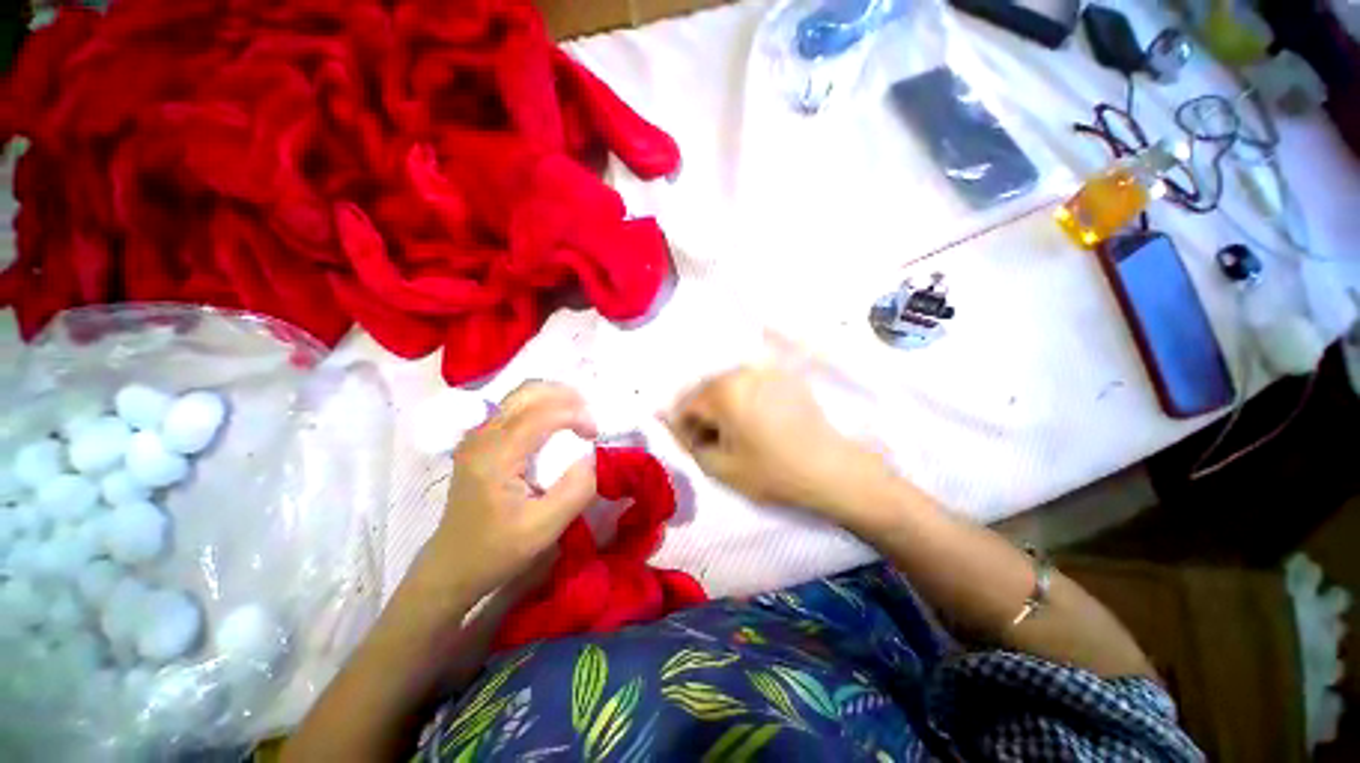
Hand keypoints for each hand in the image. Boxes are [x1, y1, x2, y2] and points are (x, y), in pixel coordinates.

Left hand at [425, 382, 597, 597]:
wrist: (451, 567)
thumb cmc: (496, 551)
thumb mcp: (544, 529)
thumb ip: (576, 490)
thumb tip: (594, 456)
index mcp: (494, 456)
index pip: (540, 414)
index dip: (574, 415)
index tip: (596, 434)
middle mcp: (482, 437)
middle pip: (526, 393)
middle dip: (564, 395)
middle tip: (590, 414)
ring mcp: (477, 437)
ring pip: (519, 396)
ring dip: (553, 397)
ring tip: (579, 414)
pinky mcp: (480, 442)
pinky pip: (514, 409)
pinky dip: (541, 406)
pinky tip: (556, 422)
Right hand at [663, 366, 889, 520]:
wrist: (831, 470)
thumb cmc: (772, 472)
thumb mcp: (720, 467)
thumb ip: (687, 441)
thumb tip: (665, 420)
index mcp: (723, 391)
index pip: (686, 406)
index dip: (686, 429)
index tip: (698, 449)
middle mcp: (742, 371)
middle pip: (706, 391)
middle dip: (704, 416)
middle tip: (716, 443)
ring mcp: (766, 371)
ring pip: (728, 386)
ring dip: (723, 407)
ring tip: (737, 434)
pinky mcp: (784, 376)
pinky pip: (750, 384)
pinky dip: (744, 399)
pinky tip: (757, 422)